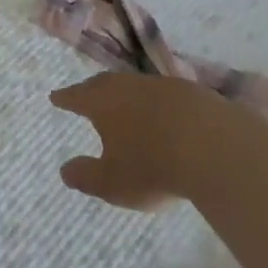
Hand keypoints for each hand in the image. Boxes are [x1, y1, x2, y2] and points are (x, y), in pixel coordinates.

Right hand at [50, 71, 213, 211]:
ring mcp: (159, 85)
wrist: (212, 144)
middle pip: (103, 84)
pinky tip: (161, 114)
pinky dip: (154, 103)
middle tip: (84, 95)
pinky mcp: (188, 91)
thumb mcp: (113, 183)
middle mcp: (126, 85)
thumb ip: (87, 176)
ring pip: (133, 85)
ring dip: (125, 95)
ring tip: (122, 105)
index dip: (65, 98)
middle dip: (92, 91)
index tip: (55, 97)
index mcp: (102, 102)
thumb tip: (64, 169)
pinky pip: (161, 94)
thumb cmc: (152, 165)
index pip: (76, 96)